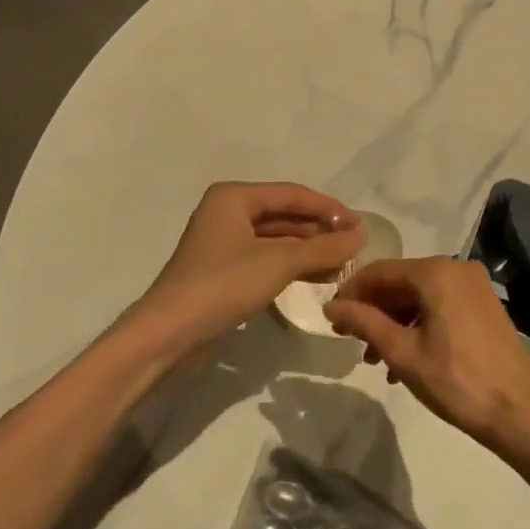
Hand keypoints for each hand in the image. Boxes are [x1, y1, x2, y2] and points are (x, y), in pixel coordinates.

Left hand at [135, 182, 361, 351]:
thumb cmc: (222, 285)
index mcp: (234, 197)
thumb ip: (323, 248)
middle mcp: (228, 212)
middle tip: (355, 247)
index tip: (360, 225)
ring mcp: (225, 242)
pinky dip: (293, 265)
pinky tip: (319, 277)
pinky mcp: (225, 270)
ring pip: (278, 239)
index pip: (293, 194)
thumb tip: (360, 236)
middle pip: (285, 215)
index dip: (329, 208)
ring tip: (344, 264)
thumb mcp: (278, 263)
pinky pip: (267, 258)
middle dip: (320, 231)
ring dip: (310, 250)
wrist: (169, 334)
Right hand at [324, 257, 529, 461]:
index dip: (351, 293)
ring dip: (394, 322)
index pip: (379, 271)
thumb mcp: (402, 352)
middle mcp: (455, 268)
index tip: (331, 319)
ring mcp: (473, 286)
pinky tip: (405, 358)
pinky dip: (418, 325)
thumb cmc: (456, 380)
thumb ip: (364, 322)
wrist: (520, 411)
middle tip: (351, 342)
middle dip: (373, 311)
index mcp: (435, 272)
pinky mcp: (483, 305)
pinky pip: (439, 305)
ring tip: (375, 359)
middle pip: (400, 282)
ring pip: (419, 296)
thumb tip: (331, 306)